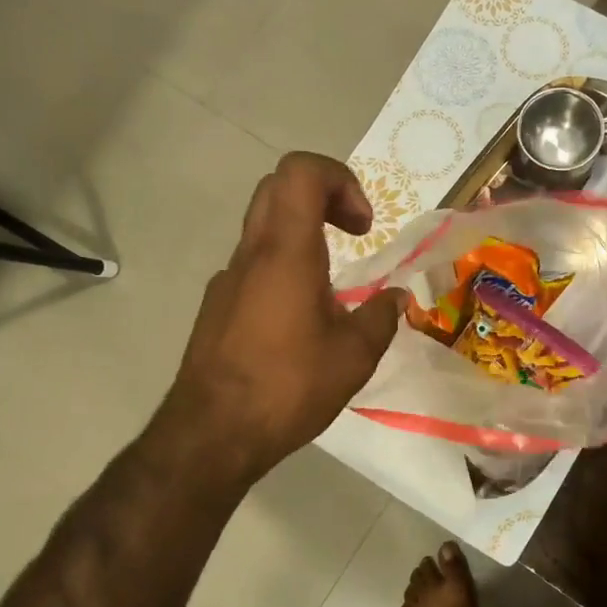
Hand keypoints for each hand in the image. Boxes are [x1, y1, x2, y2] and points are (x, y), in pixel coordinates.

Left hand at [163, 152, 404, 485]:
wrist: (211, 434)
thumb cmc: (288, 388)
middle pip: (279, 187)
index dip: (340, 180)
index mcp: (286, 253)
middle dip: (324, 196)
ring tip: (331, 288)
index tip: (363, 227)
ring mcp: (228, 279)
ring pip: (263, 226)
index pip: (301, 171)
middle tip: (353, 235)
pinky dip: (283, 267)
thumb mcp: (354, 357)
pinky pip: (253, 264)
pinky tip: (298, 321)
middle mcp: (251, 254)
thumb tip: (395, 298)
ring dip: (303, 234)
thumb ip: (381, 318)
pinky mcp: (216, 306)